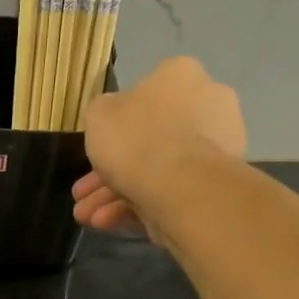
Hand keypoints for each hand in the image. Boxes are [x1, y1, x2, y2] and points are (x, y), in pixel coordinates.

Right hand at [73, 57, 246, 237]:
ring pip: (156, 170)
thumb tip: (114, 118)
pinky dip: (138, 206)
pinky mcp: (216, 184)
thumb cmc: (137, 139)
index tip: (95, 149)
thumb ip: (103, 112)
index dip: (113, 125)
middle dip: (108, 173)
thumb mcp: (98, 115)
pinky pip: (170, 190)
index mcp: (180, 75)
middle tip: (83, 195)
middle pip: (147, 140)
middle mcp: (206, 103)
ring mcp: (215, 147)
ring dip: (115, 195)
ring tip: (89, 218)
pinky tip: (110, 223)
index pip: (145, 94)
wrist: (183, 187)